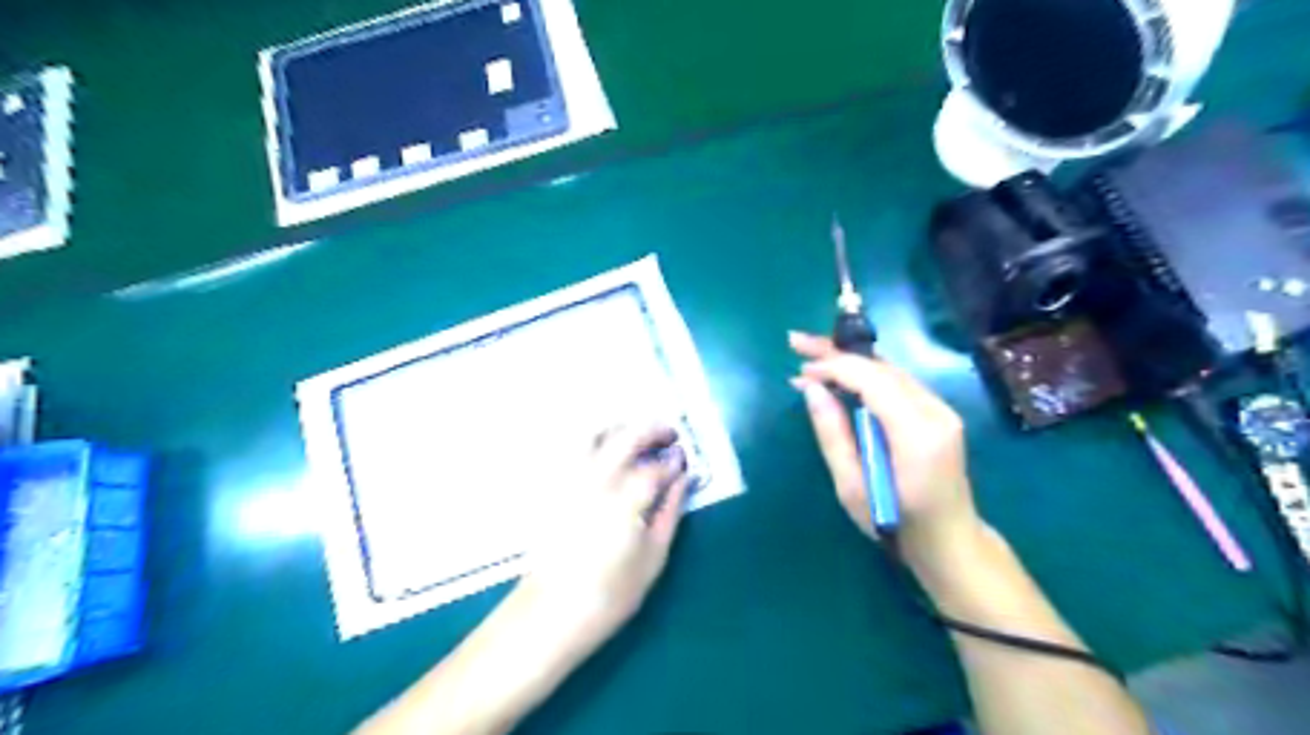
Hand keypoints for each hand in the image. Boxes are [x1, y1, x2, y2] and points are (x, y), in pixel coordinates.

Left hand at [521, 426, 687, 646]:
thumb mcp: (653, 557)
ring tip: (639, 439)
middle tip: (669, 435)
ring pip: (595, 434)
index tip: (685, 460)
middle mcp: (596, 480)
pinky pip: (576, 448)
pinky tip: (609, 454)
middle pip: (625, 437)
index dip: (674, 461)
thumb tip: (682, 481)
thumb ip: (669, 511)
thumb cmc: (610, 594)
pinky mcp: (554, 487)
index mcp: (625, 500)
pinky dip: (597, 440)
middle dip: (652, 430)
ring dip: (622, 428)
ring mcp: (570, 480)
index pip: (656, 467)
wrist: (550, 613)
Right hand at [788, 333, 981, 555]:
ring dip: (849, 360)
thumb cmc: (895, 524)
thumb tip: (811, 388)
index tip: (800, 371)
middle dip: (836, 352)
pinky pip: (897, 382)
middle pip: (882, 367)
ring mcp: (941, 410)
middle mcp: (935, 411)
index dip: (834, 367)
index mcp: (916, 433)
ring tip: (811, 354)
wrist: (950, 542)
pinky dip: (865, 375)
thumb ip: (832, 434)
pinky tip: (840, 375)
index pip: (872, 380)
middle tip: (796, 342)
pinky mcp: (938, 414)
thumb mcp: (851, 488)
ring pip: (889, 370)